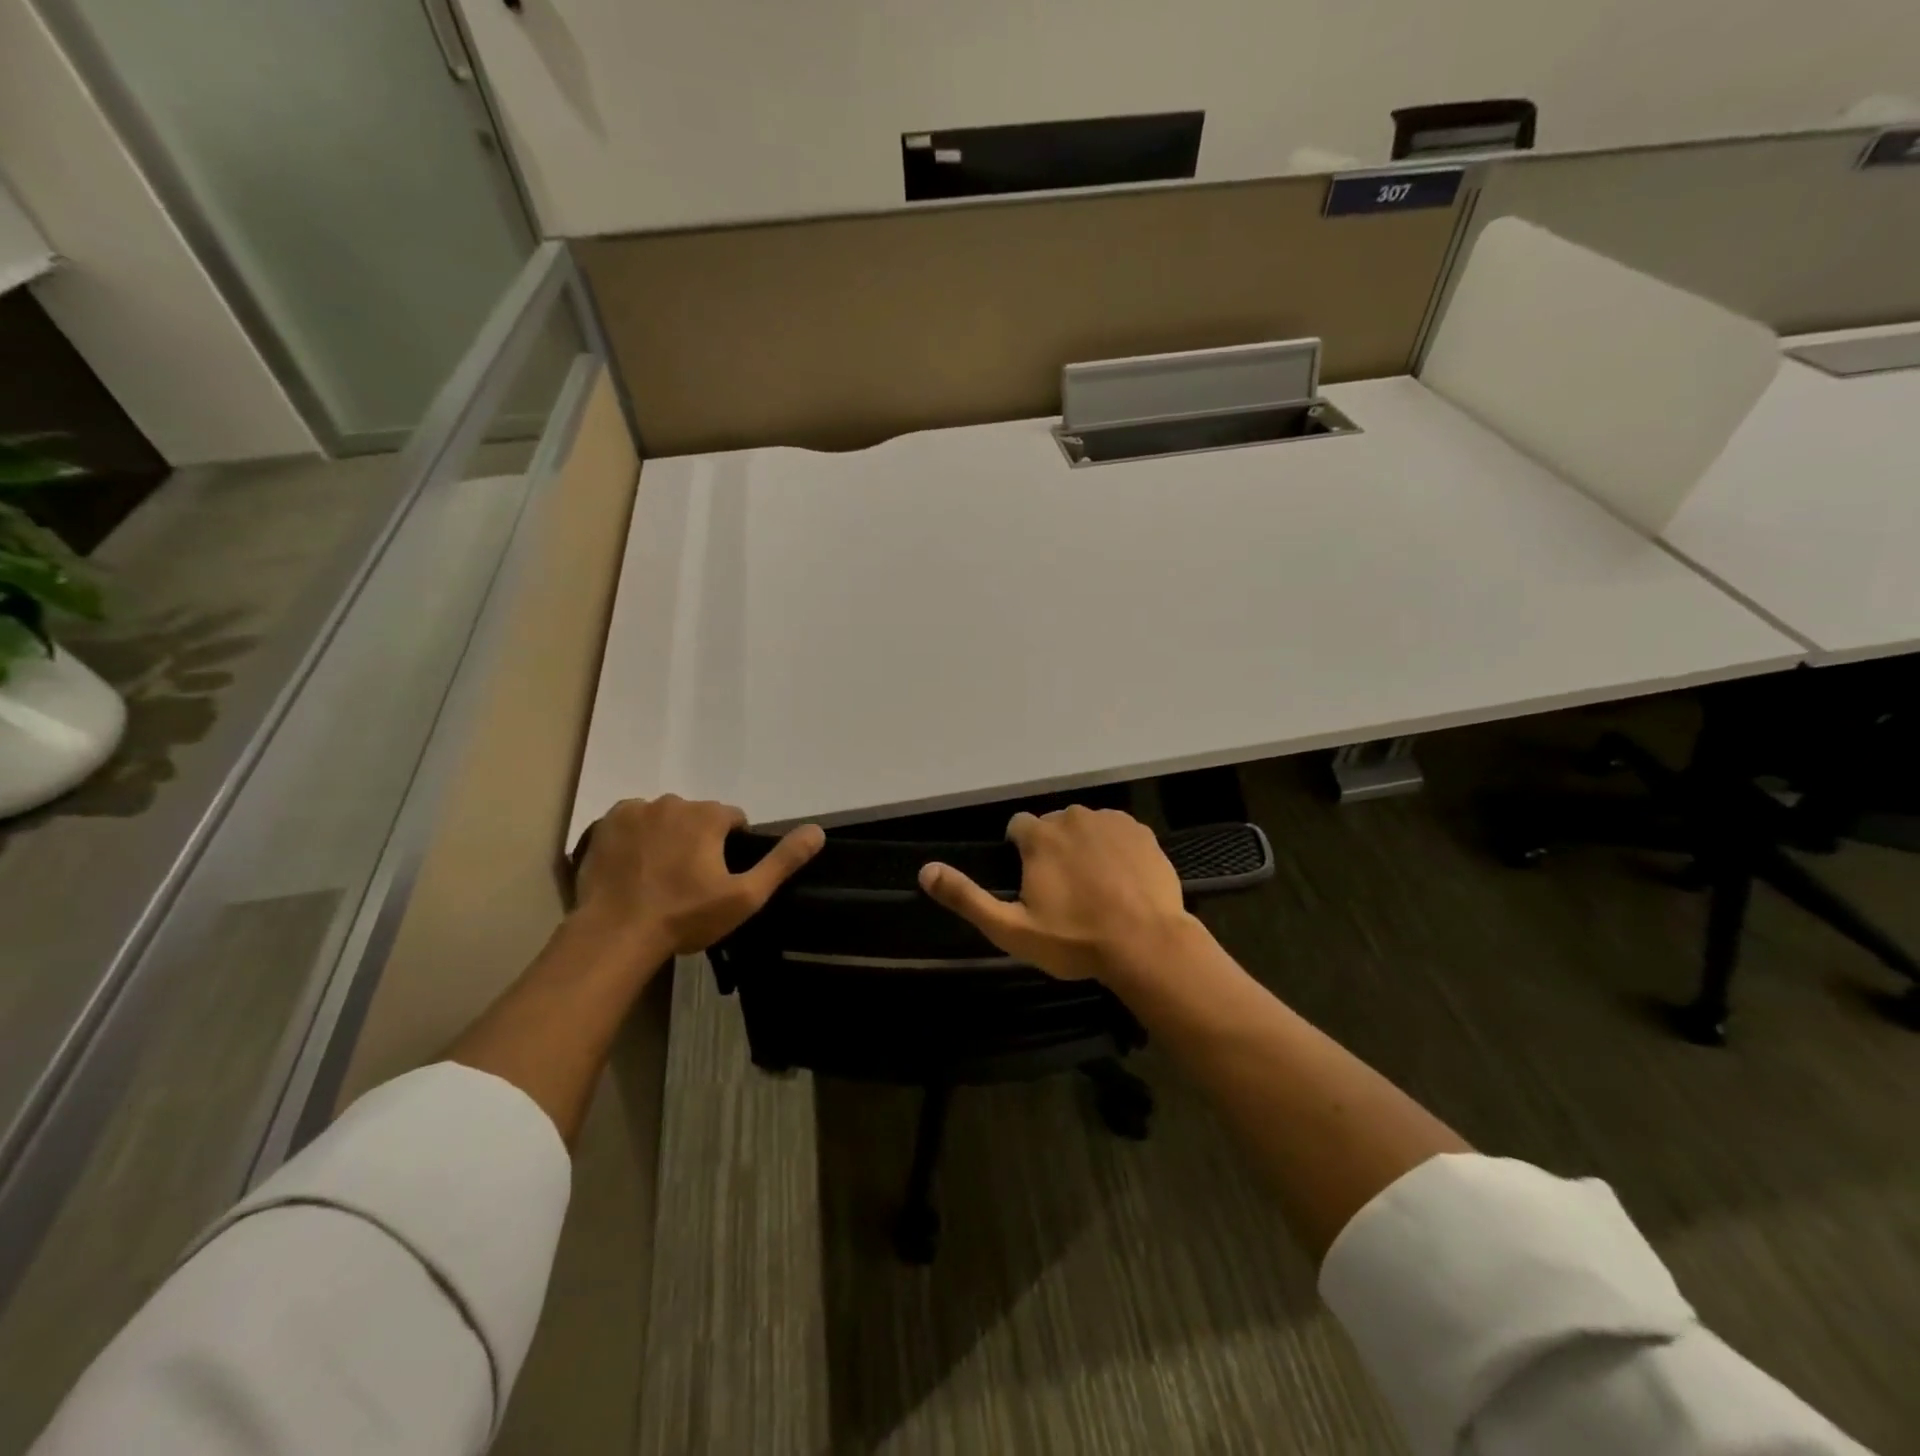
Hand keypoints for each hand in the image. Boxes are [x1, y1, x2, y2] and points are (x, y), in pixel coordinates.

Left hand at [575, 795, 824, 956]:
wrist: (616, 934)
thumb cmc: (685, 916)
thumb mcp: (745, 896)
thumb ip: (782, 861)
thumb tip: (817, 831)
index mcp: (708, 815)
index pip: (733, 819)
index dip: (731, 847)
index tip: (719, 877)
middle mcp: (673, 802)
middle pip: (697, 816)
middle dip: (698, 840)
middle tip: (688, 881)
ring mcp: (636, 811)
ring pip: (664, 818)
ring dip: (667, 837)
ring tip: (658, 877)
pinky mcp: (605, 824)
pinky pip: (631, 822)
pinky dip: (636, 837)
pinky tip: (633, 867)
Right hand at [918, 806, 1202, 982]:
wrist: (1146, 945)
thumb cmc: (1075, 940)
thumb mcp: (1011, 929)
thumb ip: (967, 898)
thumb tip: (925, 871)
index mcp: (1039, 836)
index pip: (1018, 827)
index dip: (1021, 853)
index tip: (1033, 882)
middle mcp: (1073, 817)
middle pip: (1053, 826)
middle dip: (1054, 850)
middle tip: (1065, 892)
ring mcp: (1111, 821)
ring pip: (1087, 828)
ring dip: (1085, 847)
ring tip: (1097, 889)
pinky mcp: (1142, 832)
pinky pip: (1118, 832)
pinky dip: (1116, 849)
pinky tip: (1123, 881)